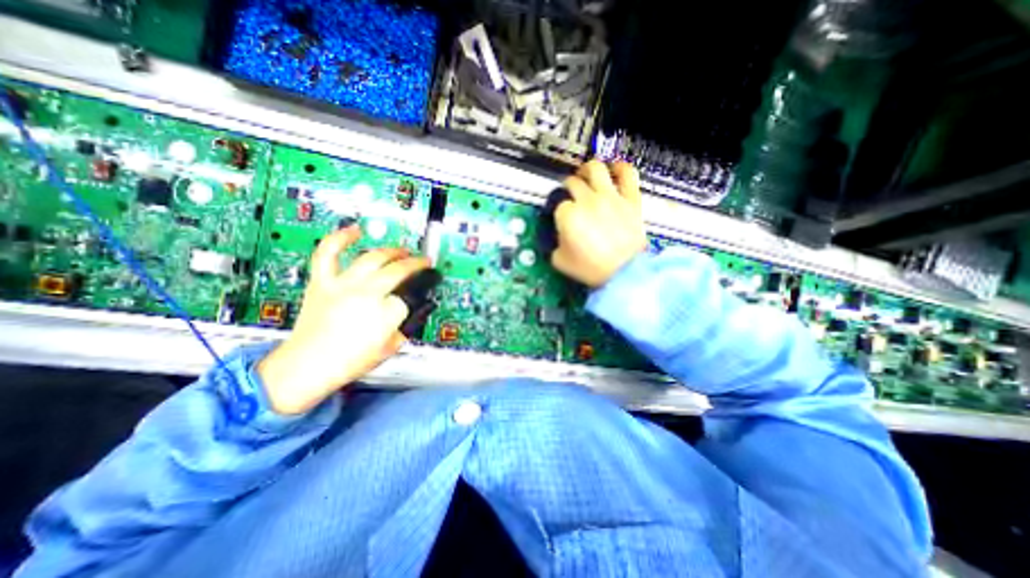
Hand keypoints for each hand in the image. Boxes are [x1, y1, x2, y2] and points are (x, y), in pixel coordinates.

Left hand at [263, 225, 432, 415]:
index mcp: (385, 314)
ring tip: (402, 250)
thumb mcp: (391, 347)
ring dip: (393, 251)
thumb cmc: (350, 361)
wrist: (307, 366)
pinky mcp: (323, 282)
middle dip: (416, 264)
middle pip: (398, 270)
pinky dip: (341, 238)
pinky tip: (355, 230)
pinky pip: (329, 253)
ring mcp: (343, 285)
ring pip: (373, 257)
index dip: (419, 293)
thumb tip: (419, 307)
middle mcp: (367, 294)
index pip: (411, 295)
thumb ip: (409, 324)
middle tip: (422, 262)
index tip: (423, 290)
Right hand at [555, 159, 641, 286]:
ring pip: (595, 168)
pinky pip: (627, 173)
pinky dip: (620, 168)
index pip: (559, 205)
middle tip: (570, 194)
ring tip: (586, 175)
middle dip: (568, 188)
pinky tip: (614, 170)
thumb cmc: (591, 269)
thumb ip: (554, 245)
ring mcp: (610, 196)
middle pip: (573, 182)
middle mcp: (587, 200)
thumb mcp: (560, 261)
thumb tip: (559, 236)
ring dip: (587, 170)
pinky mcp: (630, 199)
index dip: (559, 212)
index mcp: (568, 215)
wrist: (624, 273)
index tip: (562, 219)